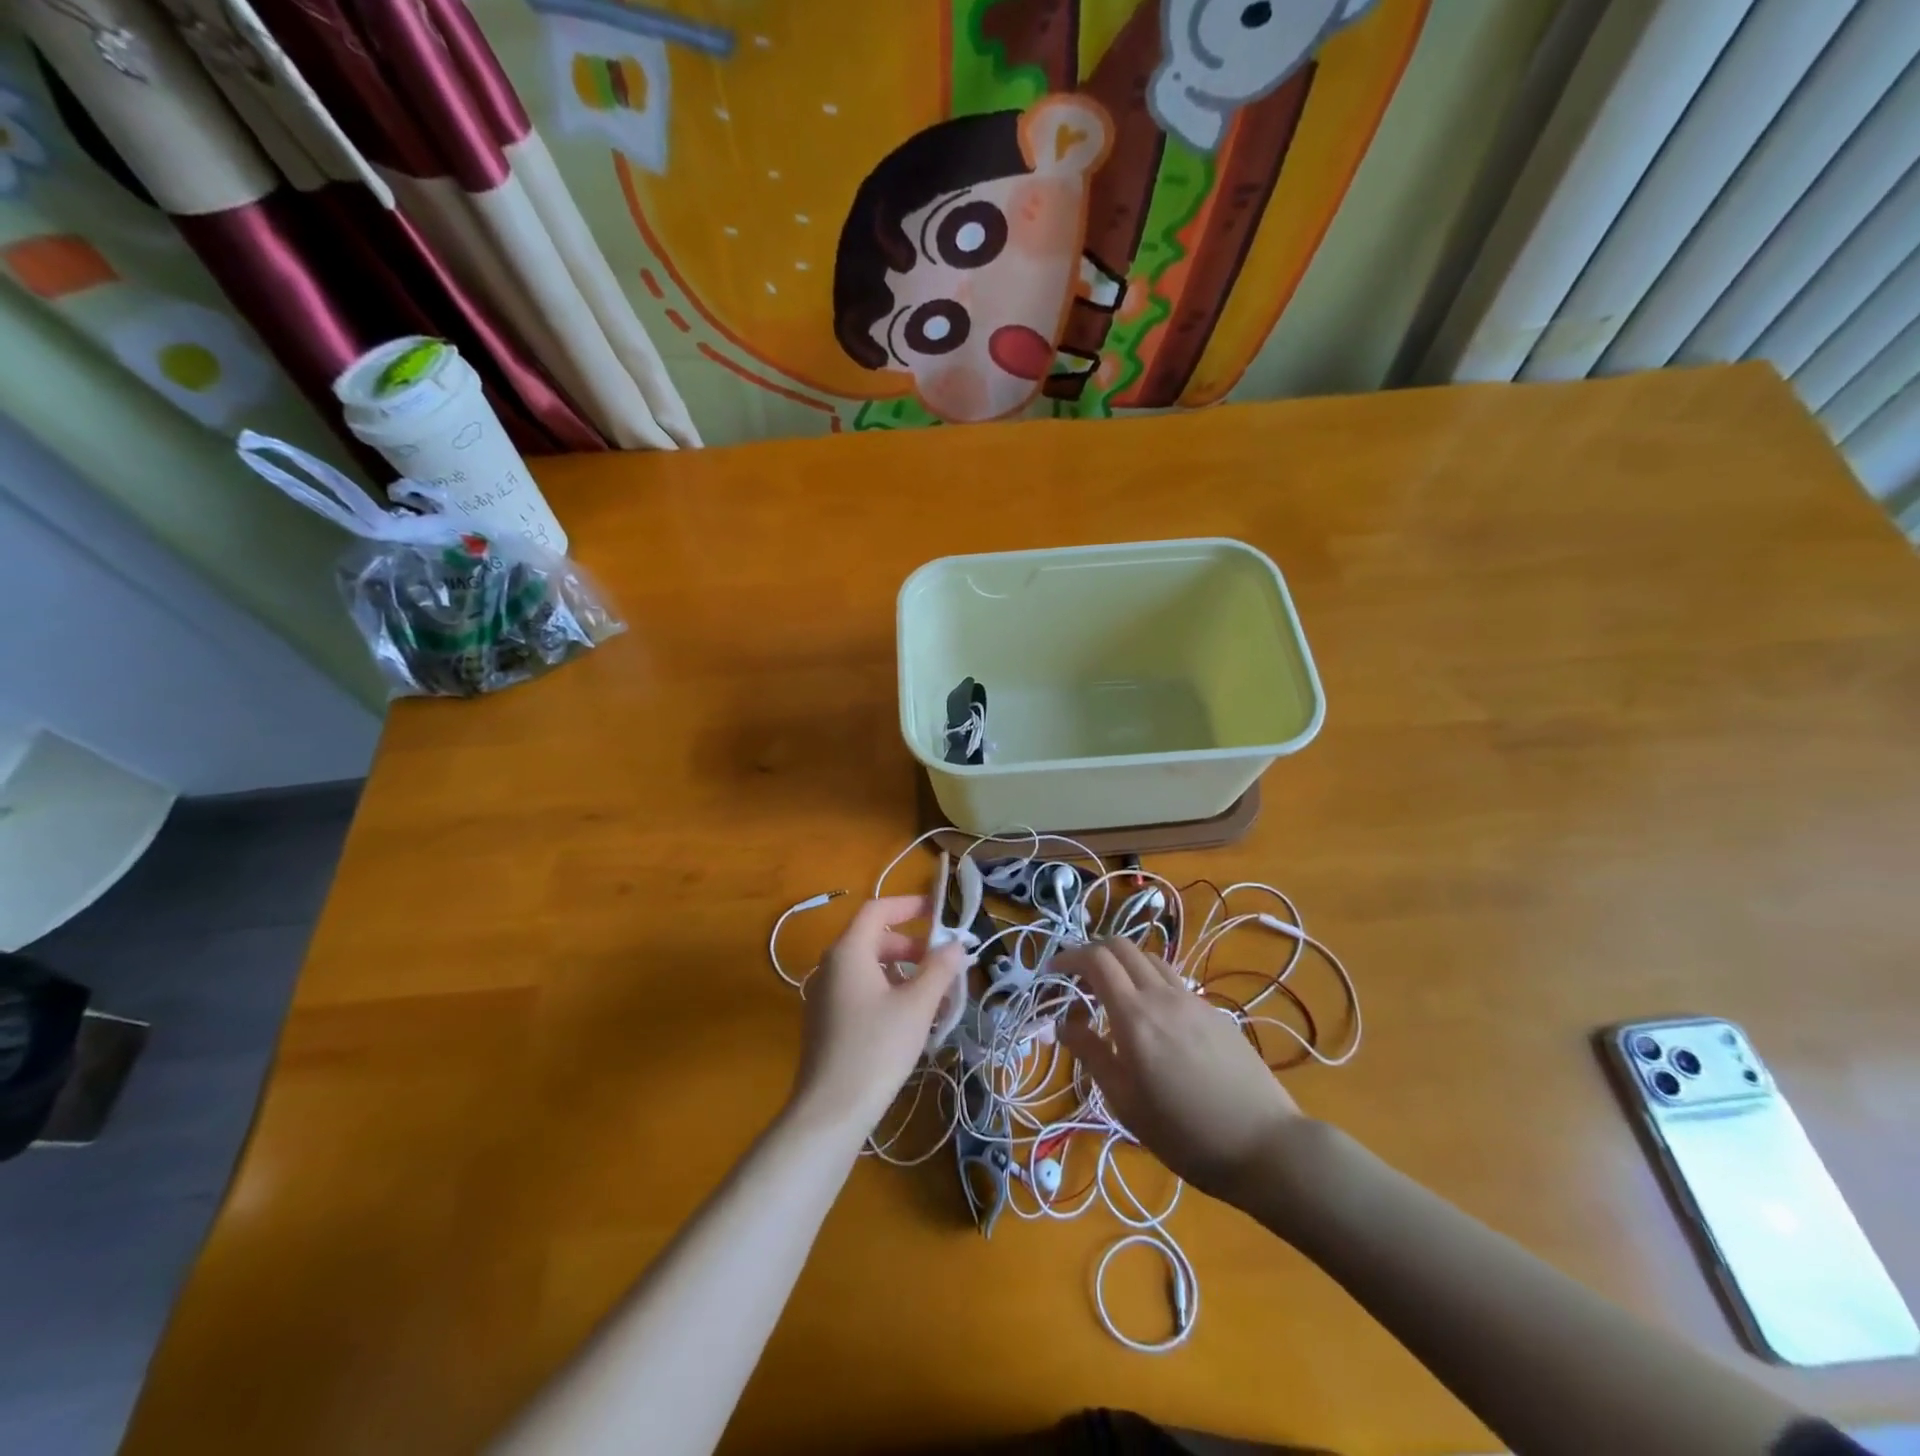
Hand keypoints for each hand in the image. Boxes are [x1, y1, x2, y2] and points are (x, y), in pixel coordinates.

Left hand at [791, 895, 965, 1137]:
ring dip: (902, 972)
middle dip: (911, 945)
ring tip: (933, 995)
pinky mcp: (825, 1022)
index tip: (939, 912)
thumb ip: (939, 969)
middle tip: (942, 962)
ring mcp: (824, 995)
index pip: (877, 909)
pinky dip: (886, 991)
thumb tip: (956, 945)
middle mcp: (831, 966)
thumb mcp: (917, 1006)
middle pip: (874, 938)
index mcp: (848, 951)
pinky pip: (859, 990)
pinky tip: (910, 1020)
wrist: (830, 1111)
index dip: (909, 905)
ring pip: (868, 967)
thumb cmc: (876, 1048)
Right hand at [1057, 938, 1301, 1205]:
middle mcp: (1162, 995)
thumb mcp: (1126, 1103)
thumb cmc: (1185, 1134)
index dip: (1069, 957)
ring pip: (1150, 958)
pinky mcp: (1215, 1012)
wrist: (1265, 1145)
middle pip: (1122, 946)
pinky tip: (1152, 1016)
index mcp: (1135, 1016)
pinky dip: (1150, 980)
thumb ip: (1092, 1055)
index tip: (1052, 970)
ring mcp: (1193, 1000)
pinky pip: (1173, 980)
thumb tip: (1064, 1025)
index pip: (1096, 960)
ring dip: (1123, 962)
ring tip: (1112, 992)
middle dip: (1093, 952)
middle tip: (1077, 978)